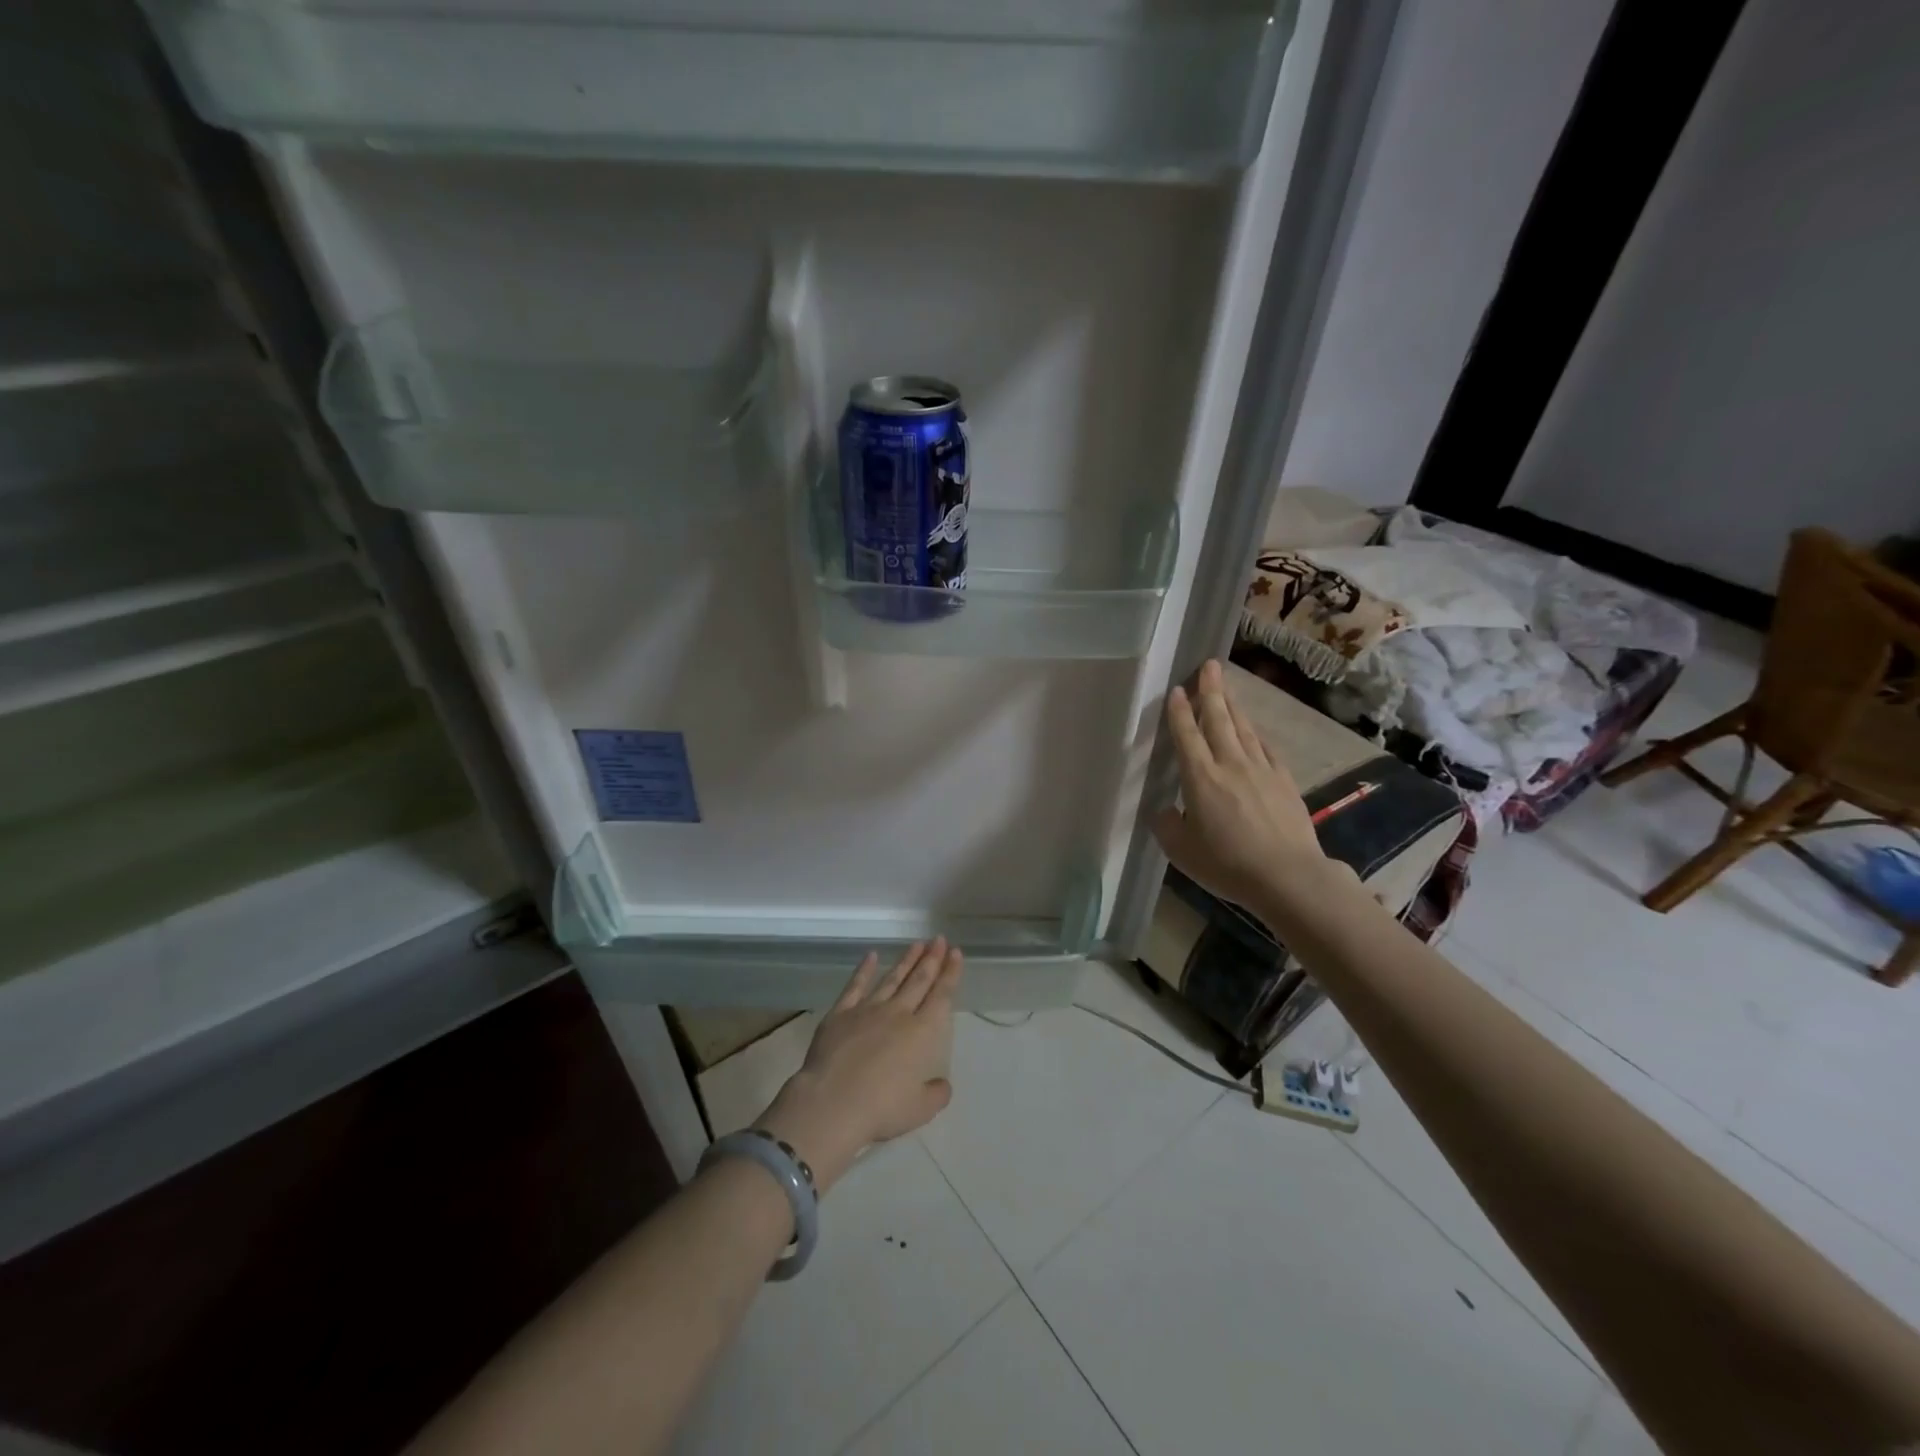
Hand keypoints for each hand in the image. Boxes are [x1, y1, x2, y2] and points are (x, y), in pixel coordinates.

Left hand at [755, 938, 961, 1193]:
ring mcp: (867, 1010)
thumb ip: (936, 1094)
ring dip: (906, 961)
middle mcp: (898, 1014)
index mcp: (921, 1033)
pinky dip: (864, 970)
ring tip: (917, 944)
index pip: (941, 996)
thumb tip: (942, 1084)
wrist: (832, 1102)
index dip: (950, 974)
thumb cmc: (881, 1108)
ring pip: (892, 979)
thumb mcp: (920, 1109)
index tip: (956, 953)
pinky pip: (855, 986)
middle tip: (939, 939)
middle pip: (919, 981)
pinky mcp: (840, 1014)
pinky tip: (871, 956)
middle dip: (932, 959)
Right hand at [1152, 659, 1326, 914]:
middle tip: (1209, 666)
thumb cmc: (1227, 864)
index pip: (1187, 736)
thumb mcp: (1181, 851)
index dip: (1180, 712)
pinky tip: (1254, 730)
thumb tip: (1164, 810)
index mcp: (1200, 778)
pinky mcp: (1284, 781)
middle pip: (1218, 720)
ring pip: (1244, 729)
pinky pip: (1266, 748)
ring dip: (1233, 706)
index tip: (1178, 689)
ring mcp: (1261, 770)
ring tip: (1226, 688)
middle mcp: (1230, 764)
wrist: (1288, 876)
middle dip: (1211, 691)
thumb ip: (1167, 826)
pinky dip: (1257, 734)